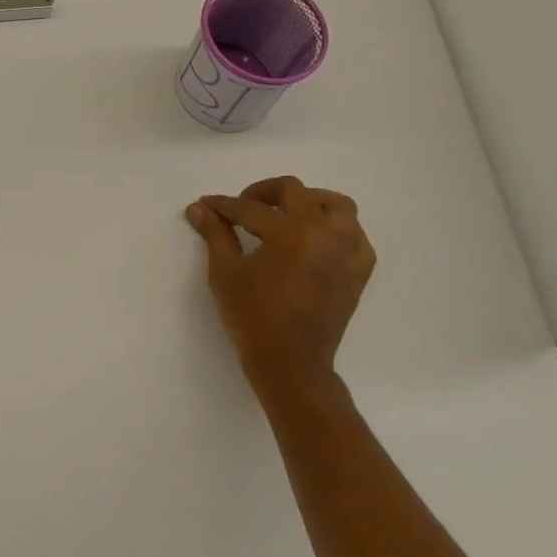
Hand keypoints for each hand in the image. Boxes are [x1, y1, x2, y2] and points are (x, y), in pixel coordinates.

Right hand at [186, 177, 375, 406]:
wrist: (290, 364)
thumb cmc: (253, 318)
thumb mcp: (226, 273)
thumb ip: (215, 234)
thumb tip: (198, 208)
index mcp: (292, 233)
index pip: (251, 209)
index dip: (224, 205)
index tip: (206, 205)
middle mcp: (325, 235)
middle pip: (295, 191)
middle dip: (262, 193)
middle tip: (242, 208)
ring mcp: (348, 253)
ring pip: (337, 206)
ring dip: (309, 201)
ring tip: (286, 214)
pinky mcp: (358, 272)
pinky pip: (356, 236)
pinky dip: (338, 230)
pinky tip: (316, 240)